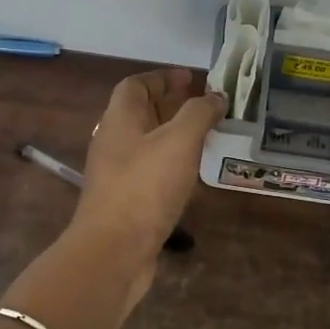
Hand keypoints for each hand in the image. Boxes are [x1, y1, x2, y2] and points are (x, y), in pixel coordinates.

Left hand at [72, 68, 224, 299]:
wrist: (114, 251)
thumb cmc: (145, 187)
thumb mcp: (179, 141)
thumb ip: (199, 113)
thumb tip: (216, 96)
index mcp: (119, 120)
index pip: (136, 85)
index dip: (163, 77)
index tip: (193, 78)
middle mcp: (114, 142)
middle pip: (141, 113)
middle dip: (172, 105)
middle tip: (206, 106)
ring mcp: (118, 174)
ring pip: (148, 144)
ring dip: (175, 136)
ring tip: (208, 137)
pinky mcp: (127, 202)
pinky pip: (152, 172)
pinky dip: (173, 165)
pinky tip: (195, 174)